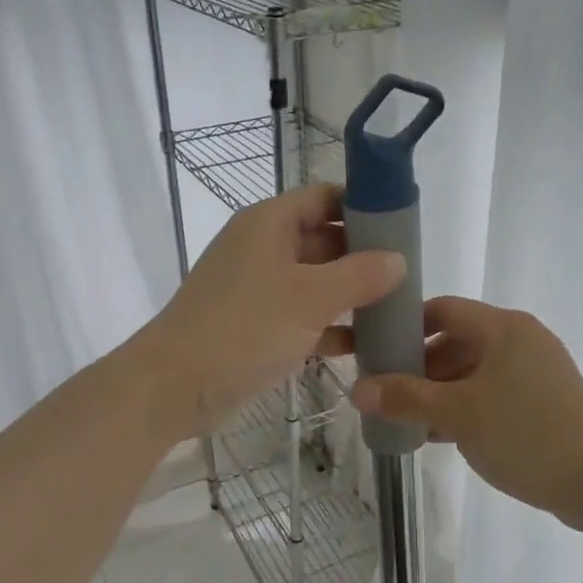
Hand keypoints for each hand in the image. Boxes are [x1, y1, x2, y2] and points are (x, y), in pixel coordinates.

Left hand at [141, 185, 405, 433]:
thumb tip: (398, 260)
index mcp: (269, 224)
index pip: (324, 197)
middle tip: (408, 272)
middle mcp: (262, 247)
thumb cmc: (242, 329)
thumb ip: (359, 275)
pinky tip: (364, 344)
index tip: (403, 224)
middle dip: (363, 254)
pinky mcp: (255, 325)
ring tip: (397, 307)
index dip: (362, 205)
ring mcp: (257, 288)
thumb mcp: (309, 298)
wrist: (174, 386)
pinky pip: (302, 315)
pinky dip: (329, 326)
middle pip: (323, 238)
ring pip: (315, 280)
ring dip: (350, 293)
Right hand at [351, 298, 582, 521]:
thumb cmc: (526, 435)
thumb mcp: (457, 415)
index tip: (377, 351)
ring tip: (409, 420)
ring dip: (440, 392)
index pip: (444, 309)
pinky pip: (493, 393)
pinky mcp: (544, 401)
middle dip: (420, 367)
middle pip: (457, 341)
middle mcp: (521, 340)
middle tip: (387, 394)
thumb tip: (357, 388)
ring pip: (474, 371)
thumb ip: (405, 398)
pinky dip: (466, 406)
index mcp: (504, 328)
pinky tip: (442, 435)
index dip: (407, 326)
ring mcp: (536, 371)